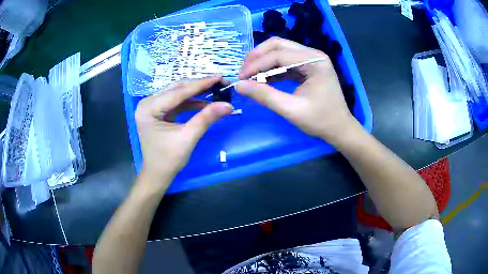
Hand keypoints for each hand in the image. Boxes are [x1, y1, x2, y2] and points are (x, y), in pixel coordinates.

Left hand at [135, 76, 232, 188]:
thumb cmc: (168, 159)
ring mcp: (152, 107)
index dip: (201, 84)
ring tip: (215, 90)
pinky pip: (176, 102)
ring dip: (196, 93)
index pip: (178, 92)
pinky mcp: (158, 112)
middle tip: (220, 82)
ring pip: (177, 94)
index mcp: (149, 108)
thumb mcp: (188, 138)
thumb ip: (206, 118)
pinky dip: (190, 102)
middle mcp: (147, 103)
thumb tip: (228, 104)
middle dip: (199, 86)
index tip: (220, 77)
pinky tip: (205, 102)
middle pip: (177, 89)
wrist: (157, 175)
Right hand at [236, 37, 356, 142]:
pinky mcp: (308, 67)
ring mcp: (311, 59)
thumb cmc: (320, 120)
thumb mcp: (291, 109)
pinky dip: (272, 69)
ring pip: (280, 51)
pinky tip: (262, 79)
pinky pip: (286, 62)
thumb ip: (264, 96)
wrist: (339, 128)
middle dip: (258, 57)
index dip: (256, 64)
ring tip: (249, 76)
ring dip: (264, 61)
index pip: (279, 54)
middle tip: (243, 72)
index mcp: (314, 61)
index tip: (240, 78)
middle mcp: (313, 54)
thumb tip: (238, 85)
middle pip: (278, 45)